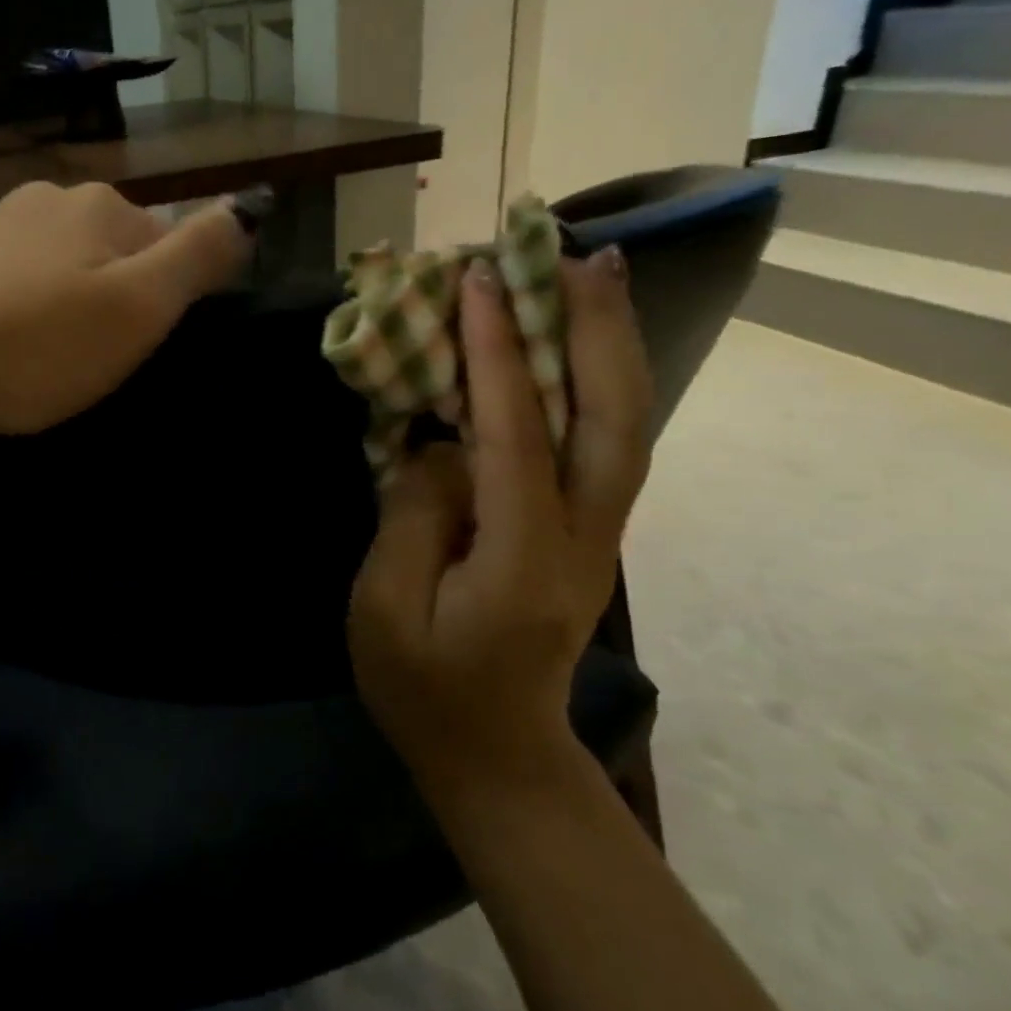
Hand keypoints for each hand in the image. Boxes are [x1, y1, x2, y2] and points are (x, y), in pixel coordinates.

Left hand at [0, 181, 251, 437]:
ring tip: (48, 359)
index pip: (166, 239)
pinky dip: (21, 309)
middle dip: (116, 298)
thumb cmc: (36, 341)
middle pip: (111, 249)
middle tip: (96, 359)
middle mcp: (46, 200)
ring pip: (59, 265)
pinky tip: (2, 344)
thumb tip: (245, 208)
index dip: (168, 294)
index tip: (143, 344)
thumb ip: (200, 254)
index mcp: (98, 206)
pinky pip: (11, 281)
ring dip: (66, 304)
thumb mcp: (139, 305)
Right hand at [348, 247, 651, 798]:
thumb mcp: (387, 609)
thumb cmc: (425, 688)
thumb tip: (438, 444)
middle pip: (612, 419)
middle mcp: (581, 535)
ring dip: (613, 345)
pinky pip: (604, 443)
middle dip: (596, 330)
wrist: (498, 755)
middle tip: (578, 254)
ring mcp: (595, 534)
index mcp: (522, 556)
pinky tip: (581, 345)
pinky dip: (600, 382)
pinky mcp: (586, 533)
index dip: (495, 352)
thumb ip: (413, 516)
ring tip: (596, 276)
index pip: (515, 433)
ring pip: (624, 425)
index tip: (477, 281)